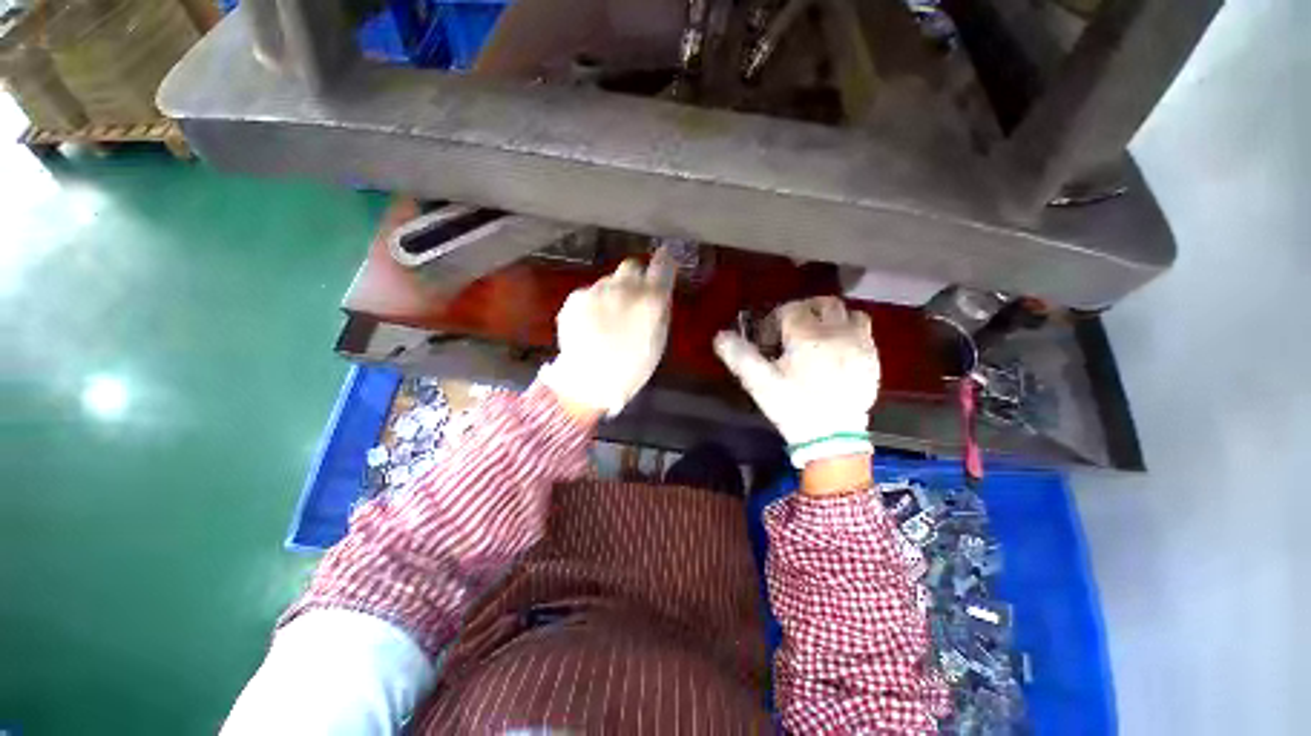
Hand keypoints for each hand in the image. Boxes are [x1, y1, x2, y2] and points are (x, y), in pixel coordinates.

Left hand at [538, 247, 675, 416]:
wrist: (588, 381)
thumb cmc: (631, 368)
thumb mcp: (657, 342)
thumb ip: (660, 312)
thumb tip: (660, 292)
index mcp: (650, 300)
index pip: (663, 266)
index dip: (665, 264)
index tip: (664, 264)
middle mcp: (624, 288)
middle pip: (632, 266)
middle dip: (635, 277)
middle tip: (632, 298)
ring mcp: (597, 290)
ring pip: (609, 281)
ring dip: (613, 293)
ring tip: (607, 320)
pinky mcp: (575, 297)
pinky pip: (590, 293)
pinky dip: (594, 304)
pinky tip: (591, 325)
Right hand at [714, 296, 879, 467]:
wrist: (832, 438)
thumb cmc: (793, 407)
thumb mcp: (759, 383)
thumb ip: (739, 356)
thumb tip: (720, 336)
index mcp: (808, 337)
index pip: (791, 309)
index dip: (775, 320)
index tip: (768, 340)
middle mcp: (838, 333)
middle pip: (823, 304)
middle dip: (804, 312)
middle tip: (792, 332)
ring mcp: (860, 345)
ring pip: (849, 313)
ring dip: (831, 319)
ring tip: (817, 337)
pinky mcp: (873, 359)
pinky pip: (864, 332)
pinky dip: (848, 333)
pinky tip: (836, 352)